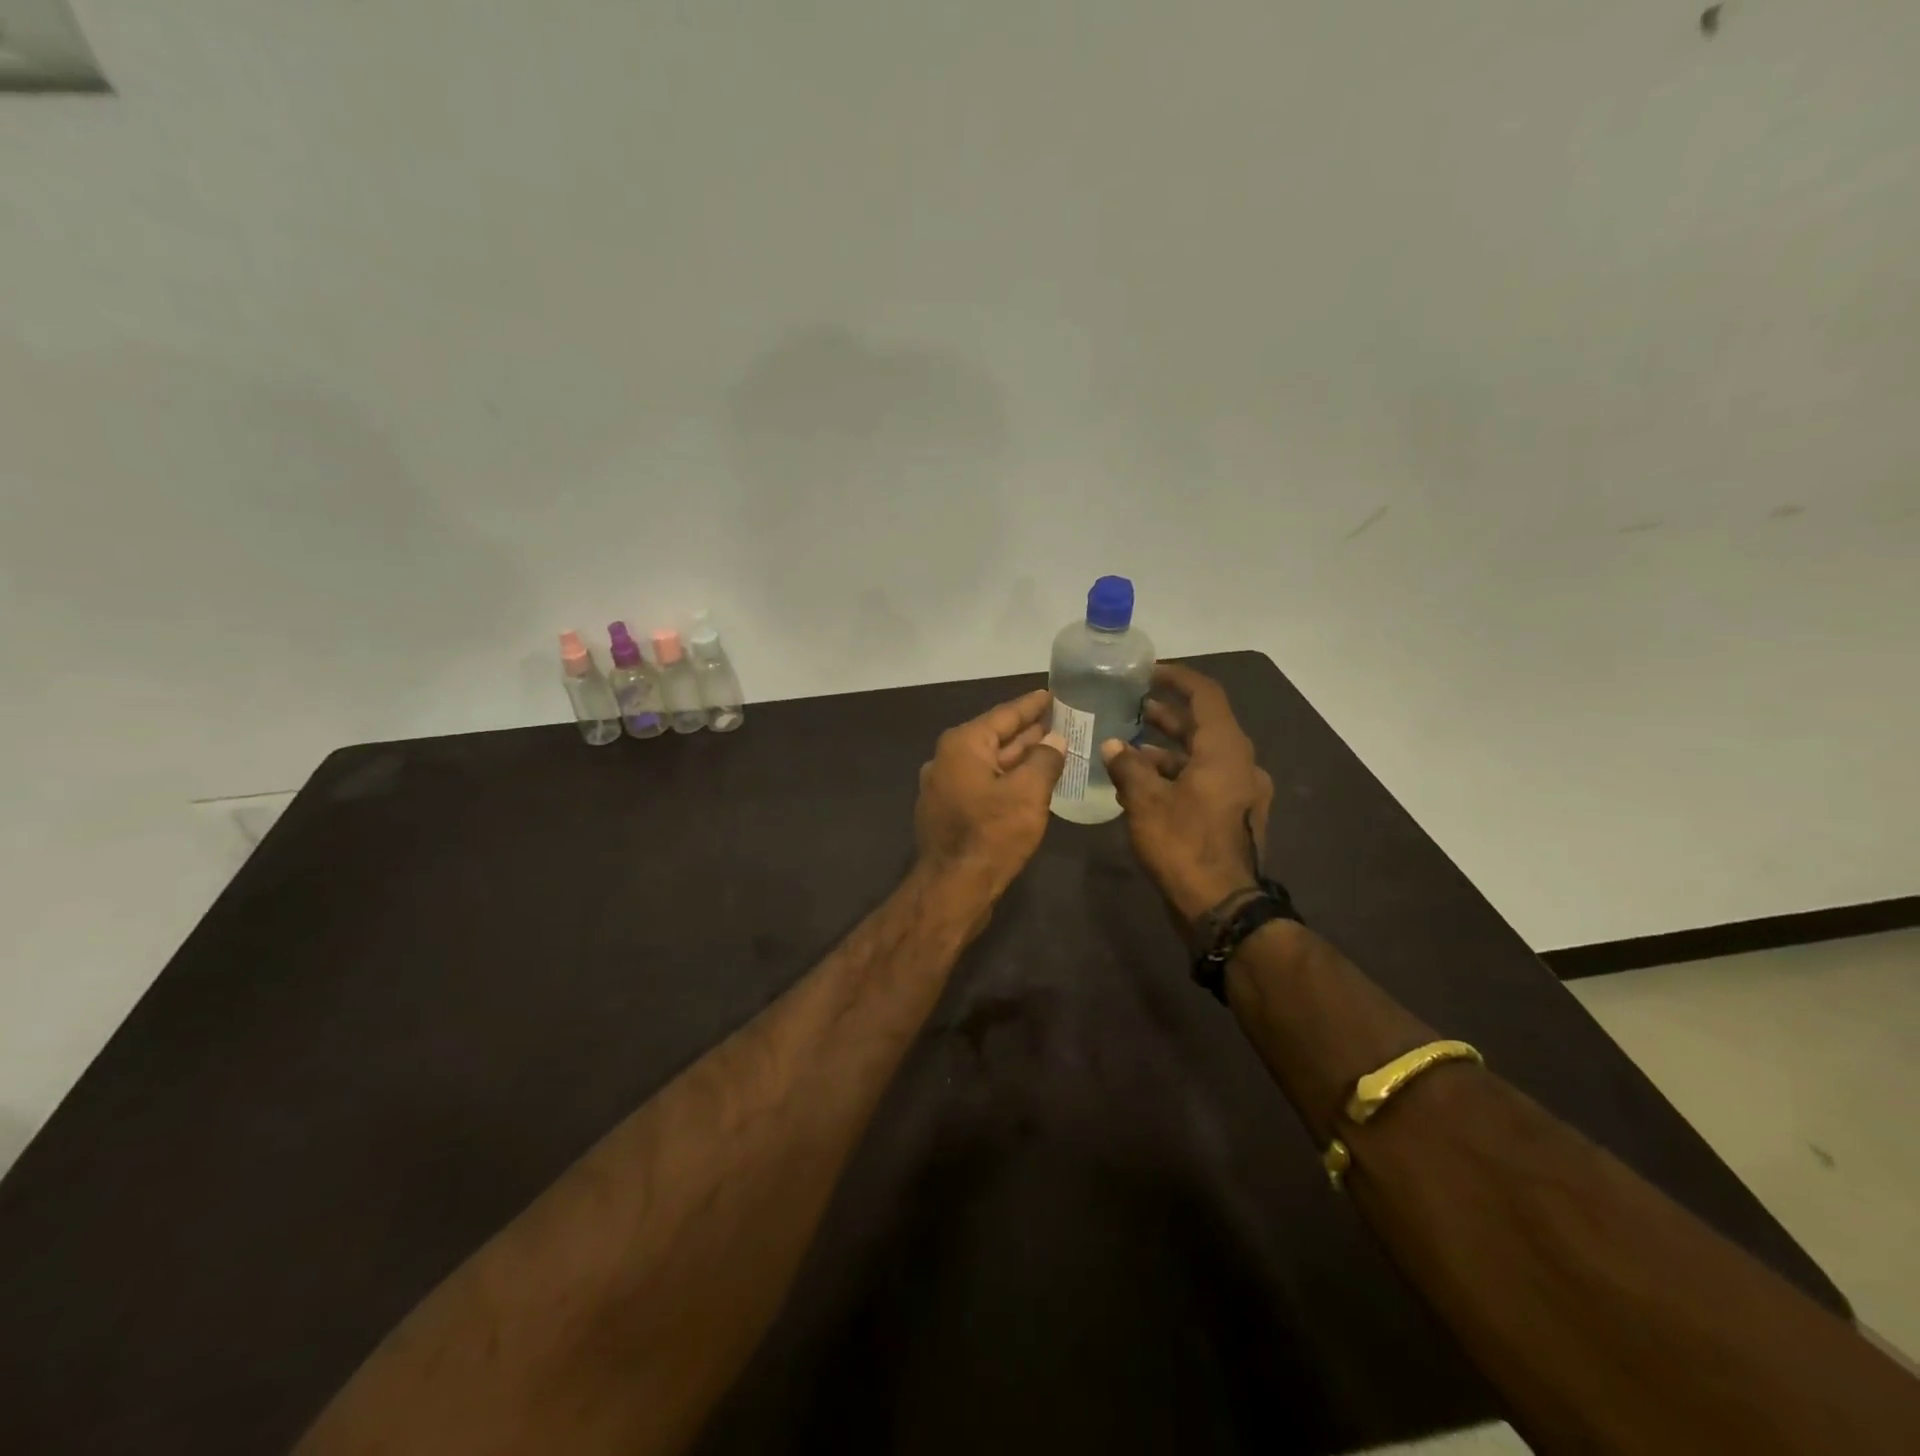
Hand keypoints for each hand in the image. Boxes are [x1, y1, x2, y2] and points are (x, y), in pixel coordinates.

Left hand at [915, 688, 1066, 899]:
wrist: (953, 888)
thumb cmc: (992, 834)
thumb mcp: (1028, 793)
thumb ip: (1045, 760)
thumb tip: (1055, 741)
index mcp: (963, 745)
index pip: (1004, 715)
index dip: (1031, 705)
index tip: (1052, 694)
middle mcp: (947, 759)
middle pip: (995, 738)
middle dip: (1028, 731)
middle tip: (1061, 721)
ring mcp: (945, 786)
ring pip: (990, 763)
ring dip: (1020, 757)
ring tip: (1052, 747)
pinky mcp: (949, 811)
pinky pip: (983, 784)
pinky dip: (1007, 779)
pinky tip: (1030, 782)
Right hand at [1101, 663, 1274, 928]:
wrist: (1224, 907)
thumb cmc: (1185, 845)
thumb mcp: (1146, 802)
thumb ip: (1128, 767)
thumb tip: (1113, 747)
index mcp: (1226, 750)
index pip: (1206, 695)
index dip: (1177, 678)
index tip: (1147, 673)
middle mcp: (1240, 764)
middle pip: (1203, 726)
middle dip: (1166, 715)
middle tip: (1131, 707)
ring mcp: (1241, 792)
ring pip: (1201, 757)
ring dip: (1165, 751)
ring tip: (1126, 751)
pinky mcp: (1234, 816)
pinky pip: (1204, 781)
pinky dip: (1175, 776)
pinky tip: (1141, 788)